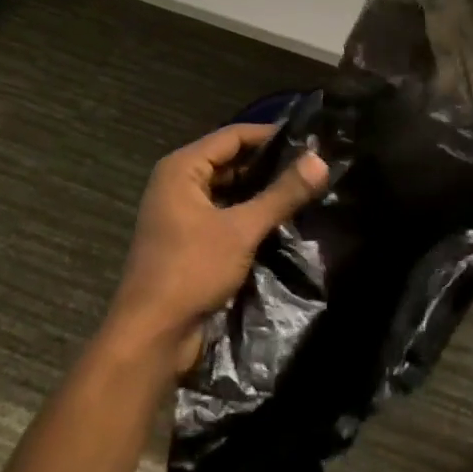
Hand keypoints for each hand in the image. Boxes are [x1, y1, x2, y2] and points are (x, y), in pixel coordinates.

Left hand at [104, 124, 330, 377]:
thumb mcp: (242, 229)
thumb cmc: (191, 270)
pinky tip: (279, 217)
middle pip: (229, 160)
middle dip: (267, 164)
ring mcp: (180, 212)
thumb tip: (321, 160)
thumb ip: (282, 194)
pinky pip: (223, 212)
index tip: (308, 139)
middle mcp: (177, 182)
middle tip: (310, 164)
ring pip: (227, 188)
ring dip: (259, 189)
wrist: (152, 336)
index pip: (233, 136)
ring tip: (302, 187)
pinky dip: (247, 212)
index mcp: (182, 168)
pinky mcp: (187, 238)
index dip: (270, 135)